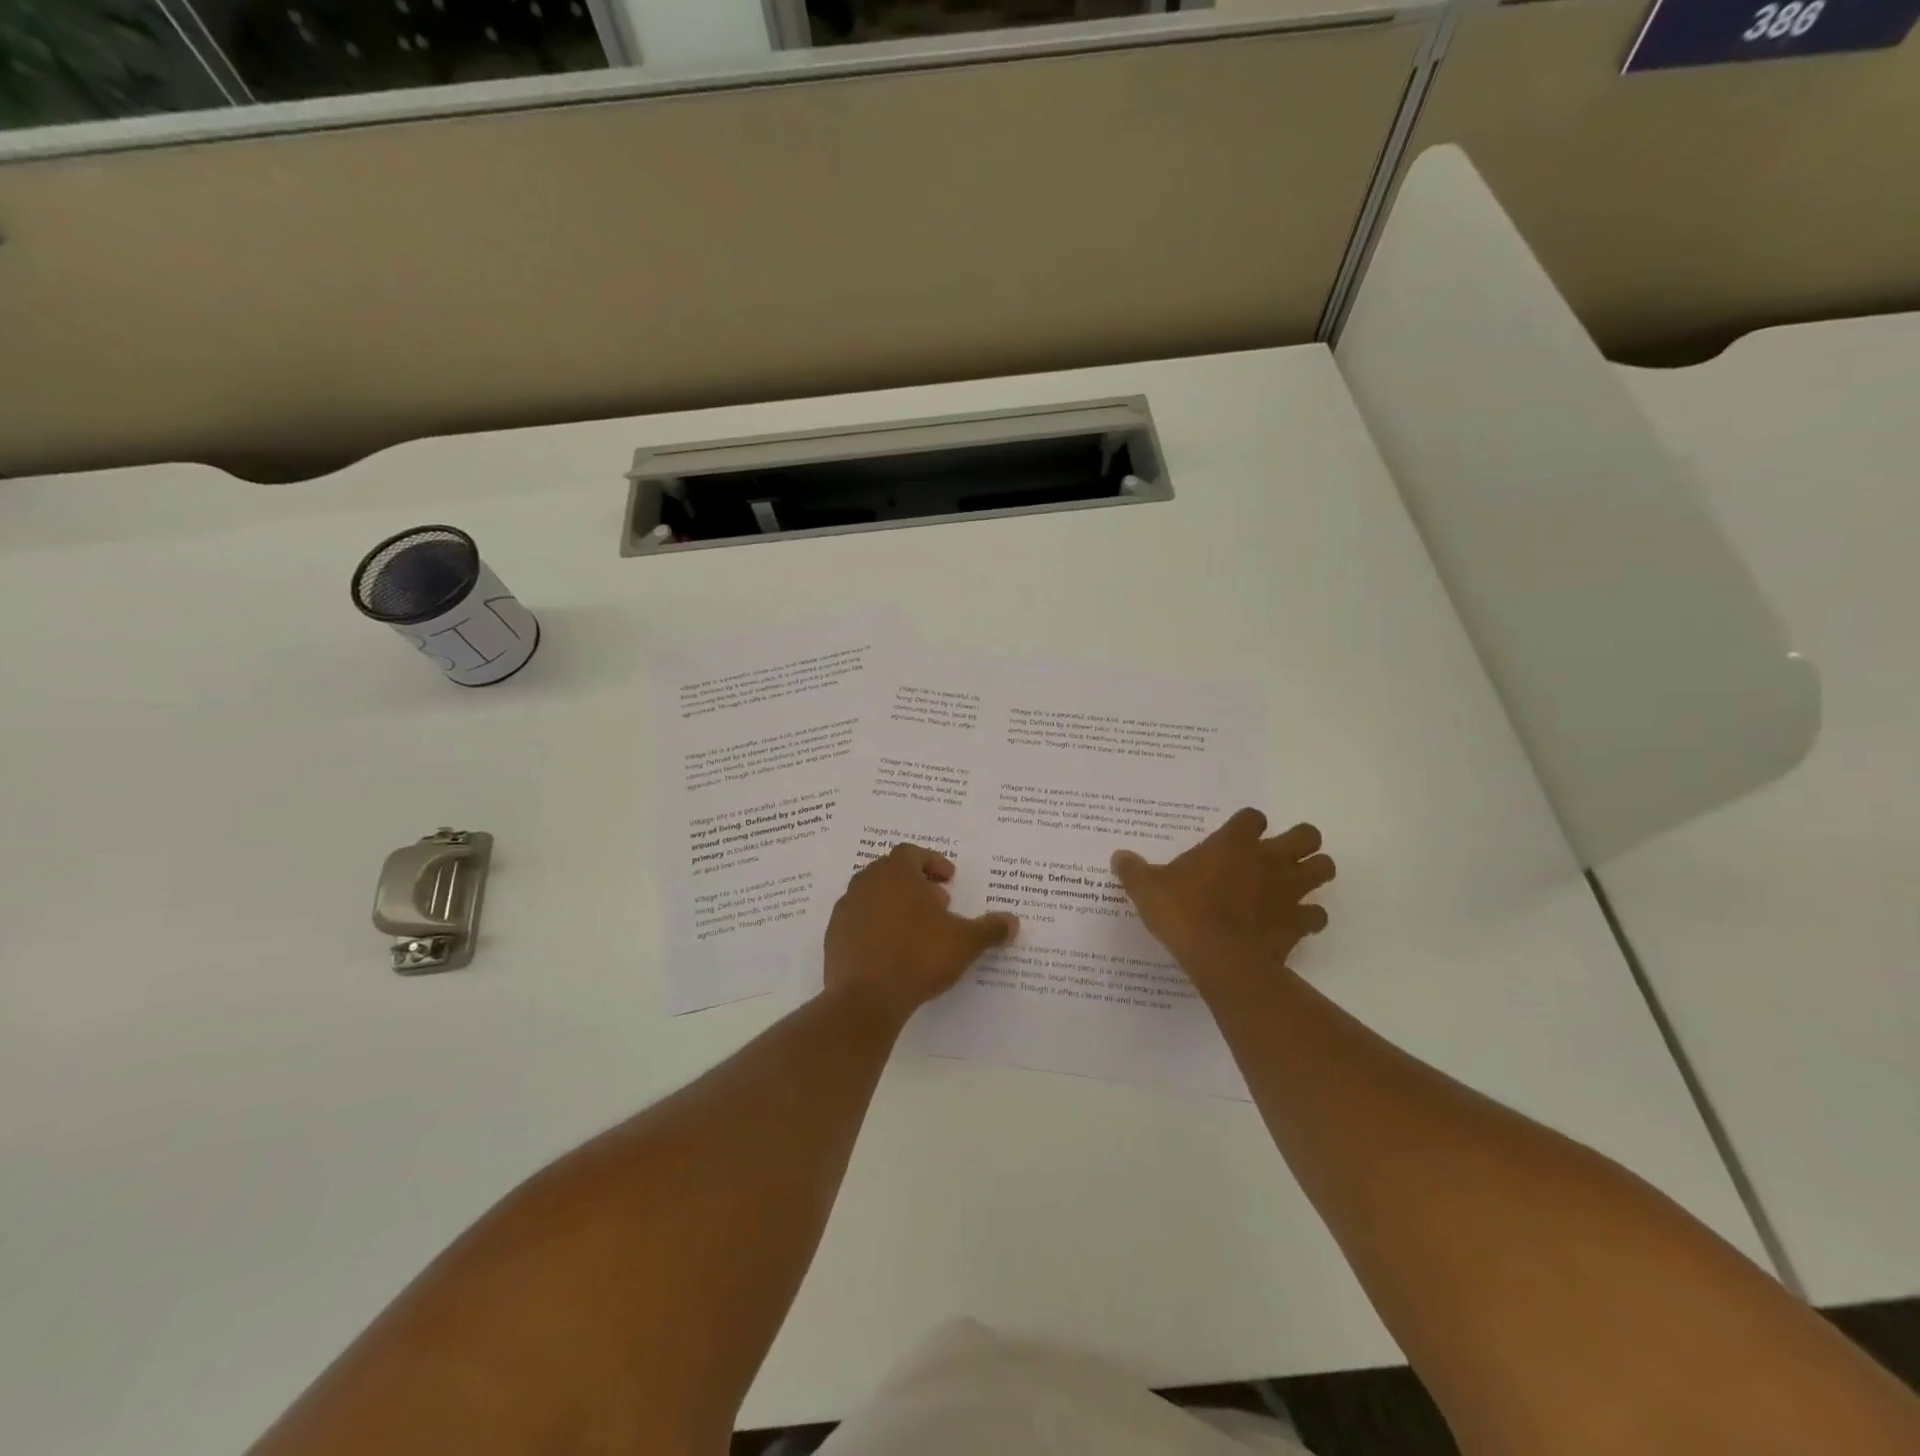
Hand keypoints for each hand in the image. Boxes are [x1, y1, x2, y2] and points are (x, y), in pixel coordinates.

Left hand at [823, 844, 1019, 1022]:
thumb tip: (1012, 921)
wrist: (866, 998)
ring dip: (895, 905)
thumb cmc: (919, 956)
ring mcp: (846, 910)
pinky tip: (893, 950)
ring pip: (873, 896)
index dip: (932, 862)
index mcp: (895, 873)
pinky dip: (876, 926)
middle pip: (891, 872)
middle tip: (937, 904)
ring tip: (917, 929)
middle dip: (916, 884)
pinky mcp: (834, 937)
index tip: (949, 879)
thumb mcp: (964, 942)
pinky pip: (859, 921)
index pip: (912, 853)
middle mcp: (866, 883)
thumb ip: (989, 928)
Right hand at [1111, 809, 1333, 999]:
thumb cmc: (1183, 912)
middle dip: (1300, 843)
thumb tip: (1119, 857)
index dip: (1248, 825)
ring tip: (1293, 886)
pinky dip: (1309, 919)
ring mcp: (1290, 891)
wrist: (1219, 957)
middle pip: (1307, 835)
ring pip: (1324, 869)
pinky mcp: (1299, 923)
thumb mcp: (1147, 889)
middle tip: (1278, 857)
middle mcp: (1268, 860)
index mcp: (1232, 843)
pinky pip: (1317, 916)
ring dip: (1313, 874)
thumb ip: (1135, 871)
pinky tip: (1291, 925)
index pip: (1252, 817)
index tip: (1237, 838)